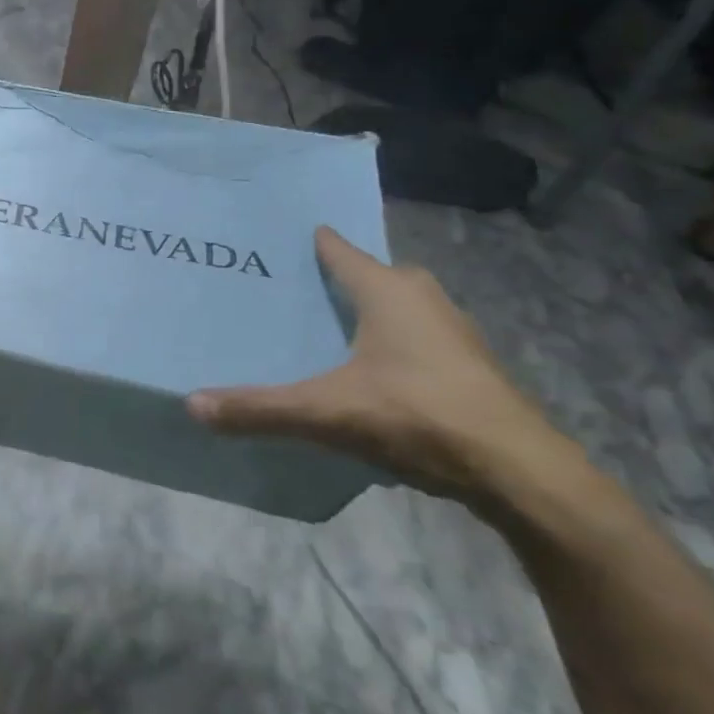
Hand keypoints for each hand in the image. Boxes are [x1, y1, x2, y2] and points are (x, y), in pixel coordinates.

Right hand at [186, 227, 572, 503]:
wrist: (521, 473)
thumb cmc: (418, 416)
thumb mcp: (327, 413)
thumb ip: (260, 408)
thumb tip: (192, 404)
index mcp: (387, 290)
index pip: (337, 249)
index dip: (307, 242)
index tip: (272, 241)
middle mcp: (421, 296)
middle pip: (368, 274)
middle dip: (332, 278)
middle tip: (286, 289)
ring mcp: (452, 330)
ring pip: (396, 305)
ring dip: (363, 311)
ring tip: (319, 326)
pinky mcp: (468, 364)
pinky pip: (413, 335)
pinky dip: (386, 339)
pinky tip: (365, 368)